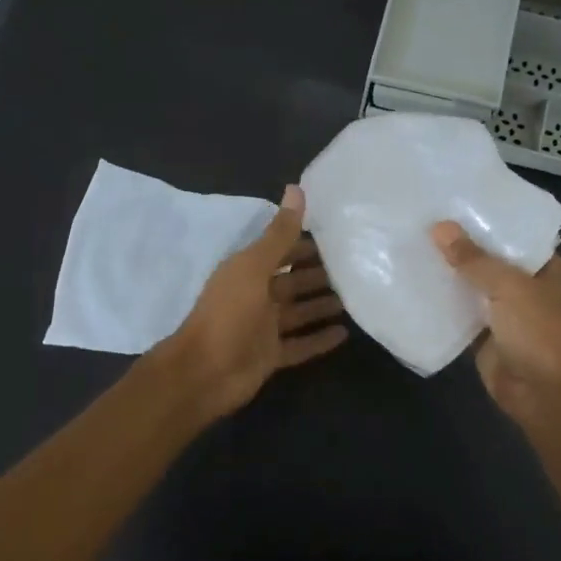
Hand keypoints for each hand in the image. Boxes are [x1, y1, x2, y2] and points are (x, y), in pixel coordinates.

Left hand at [165, 186, 347, 419]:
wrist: (204, 372)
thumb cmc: (228, 313)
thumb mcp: (254, 267)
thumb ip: (279, 233)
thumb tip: (296, 188)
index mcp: (248, 271)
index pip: (281, 251)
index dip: (305, 243)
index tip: (338, 236)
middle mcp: (256, 296)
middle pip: (293, 281)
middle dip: (318, 274)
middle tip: (355, 267)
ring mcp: (263, 328)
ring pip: (299, 312)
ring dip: (322, 305)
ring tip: (356, 297)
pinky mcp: (271, 356)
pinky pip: (301, 344)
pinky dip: (320, 339)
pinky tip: (345, 334)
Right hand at [431, 222, 560, 423]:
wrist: (545, 395)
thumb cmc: (539, 332)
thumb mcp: (508, 286)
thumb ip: (473, 258)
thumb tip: (439, 227)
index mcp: (546, 268)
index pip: (514, 234)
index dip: (486, 218)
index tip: (452, 200)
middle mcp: (527, 286)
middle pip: (489, 259)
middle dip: (461, 245)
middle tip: (421, 219)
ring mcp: (505, 312)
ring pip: (472, 286)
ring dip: (448, 273)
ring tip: (411, 244)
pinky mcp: (484, 335)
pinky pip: (459, 312)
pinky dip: (441, 302)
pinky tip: (413, 282)